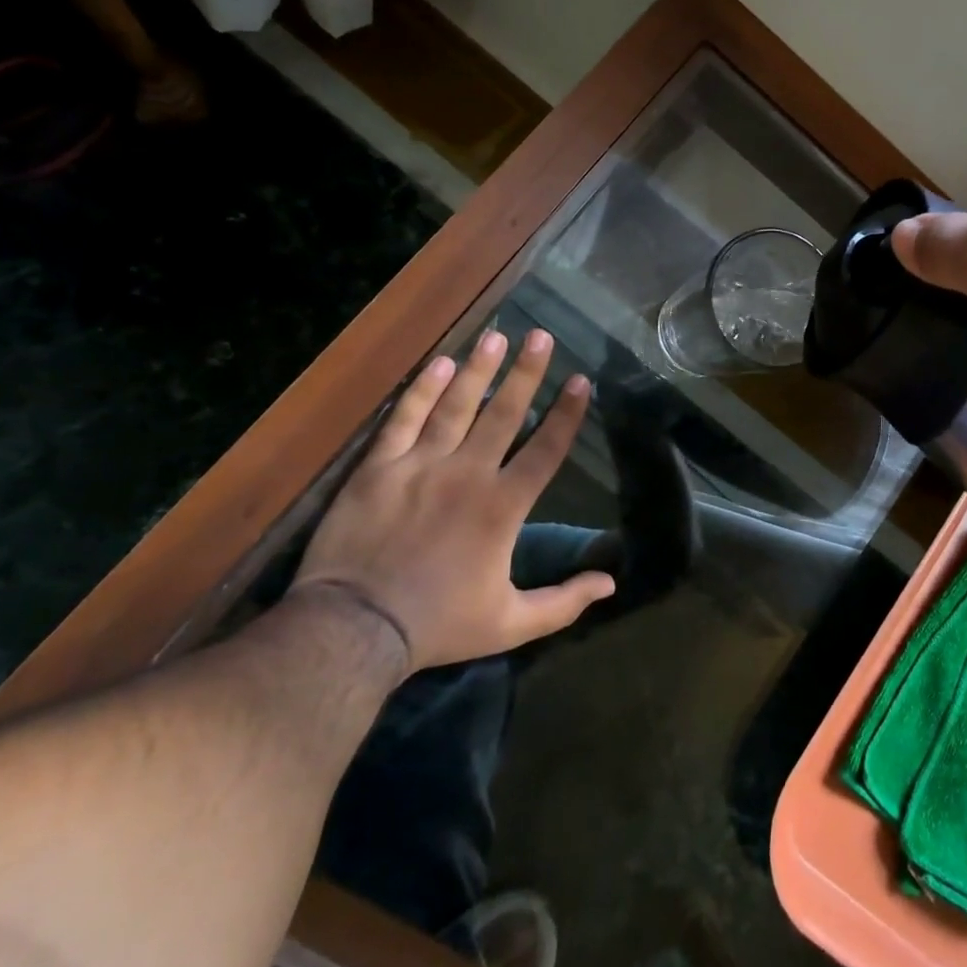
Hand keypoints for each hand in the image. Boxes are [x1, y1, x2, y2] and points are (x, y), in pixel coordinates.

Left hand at [291, 327, 615, 672]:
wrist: (354, 630)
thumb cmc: (438, 624)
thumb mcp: (511, 623)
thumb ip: (563, 602)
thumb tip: (612, 584)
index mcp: (502, 507)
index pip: (545, 450)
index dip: (566, 414)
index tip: (581, 380)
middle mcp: (468, 474)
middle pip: (504, 414)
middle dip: (526, 372)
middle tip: (541, 335)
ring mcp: (420, 466)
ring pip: (456, 406)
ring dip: (478, 369)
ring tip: (497, 336)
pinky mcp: (378, 469)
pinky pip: (404, 420)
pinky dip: (422, 391)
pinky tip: (440, 364)